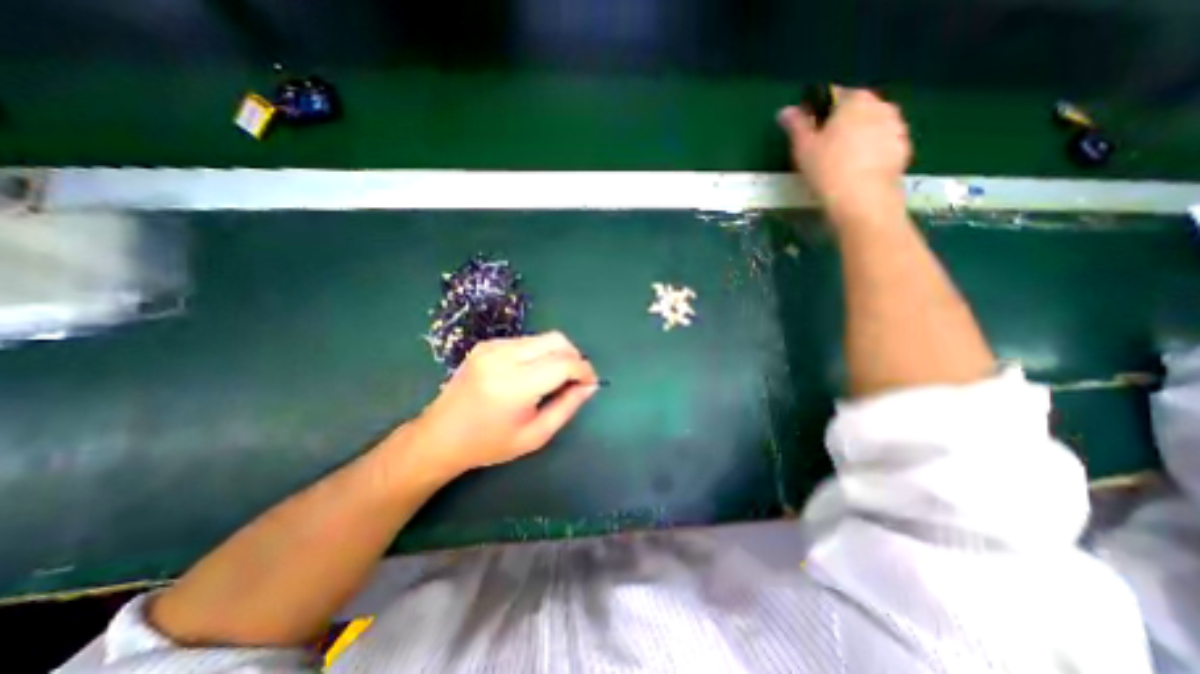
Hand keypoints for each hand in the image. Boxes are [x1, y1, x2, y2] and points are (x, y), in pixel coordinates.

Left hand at [402, 330, 605, 479]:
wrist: (439, 436)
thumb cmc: (489, 444)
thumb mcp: (535, 435)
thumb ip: (567, 407)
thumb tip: (590, 386)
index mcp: (514, 385)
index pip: (563, 363)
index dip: (584, 370)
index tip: (590, 383)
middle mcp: (503, 357)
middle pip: (556, 340)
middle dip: (574, 357)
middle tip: (576, 379)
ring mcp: (492, 346)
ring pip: (543, 337)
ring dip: (558, 354)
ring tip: (555, 378)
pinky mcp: (487, 344)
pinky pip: (527, 341)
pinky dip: (540, 353)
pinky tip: (533, 373)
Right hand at [779, 88, 909, 218]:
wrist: (862, 198)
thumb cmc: (828, 169)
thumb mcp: (803, 147)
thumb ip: (796, 125)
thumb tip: (785, 110)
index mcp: (855, 100)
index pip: (837, 94)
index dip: (822, 110)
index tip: (812, 130)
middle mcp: (882, 105)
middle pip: (858, 109)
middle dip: (844, 123)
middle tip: (825, 148)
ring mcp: (897, 127)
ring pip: (873, 127)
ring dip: (860, 138)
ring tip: (842, 162)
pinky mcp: (904, 149)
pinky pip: (883, 145)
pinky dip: (872, 153)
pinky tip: (858, 171)